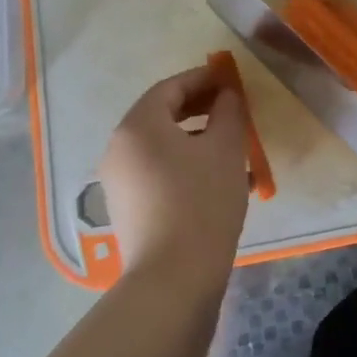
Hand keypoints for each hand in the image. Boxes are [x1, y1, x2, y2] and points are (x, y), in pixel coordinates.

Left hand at [97, 66, 249, 287]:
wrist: (174, 278)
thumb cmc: (202, 200)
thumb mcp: (226, 148)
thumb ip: (228, 111)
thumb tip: (226, 95)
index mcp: (138, 126)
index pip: (170, 88)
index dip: (203, 79)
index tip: (230, 79)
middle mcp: (120, 149)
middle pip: (162, 116)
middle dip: (201, 108)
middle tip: (233, 108)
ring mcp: (120, 182)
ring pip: (164, 147)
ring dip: (199, 139)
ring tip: (236, 148)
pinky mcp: (129, 209)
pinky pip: (161, 173)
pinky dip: (188, 166)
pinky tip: (223, 182)